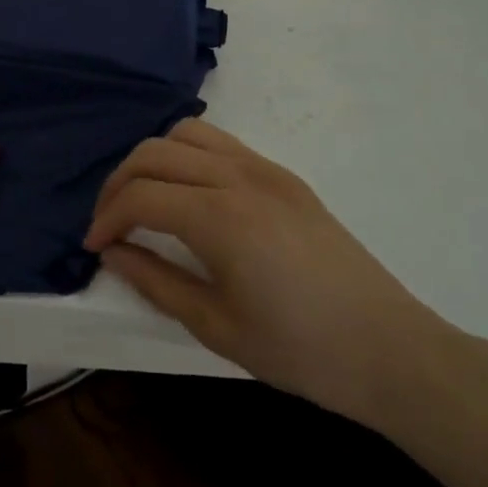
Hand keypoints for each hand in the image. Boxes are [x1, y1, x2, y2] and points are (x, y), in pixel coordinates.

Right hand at [84, 117, 448, 430]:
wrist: (393, 352)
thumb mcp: (216, 326)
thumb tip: (112, 252)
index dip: (107, 218)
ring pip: (186, 135)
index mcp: (220, 218)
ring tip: (145, 200)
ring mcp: (266, 170)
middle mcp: (239, 178)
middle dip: (118, 184)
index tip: (95, 246)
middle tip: (110, 224)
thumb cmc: (301, 350)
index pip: (140, 197)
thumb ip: (154, 281)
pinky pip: (221, 144)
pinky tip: (188, 194)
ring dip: (152, 160)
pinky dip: (187, 156)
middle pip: (153, 154)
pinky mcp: (285, 177)